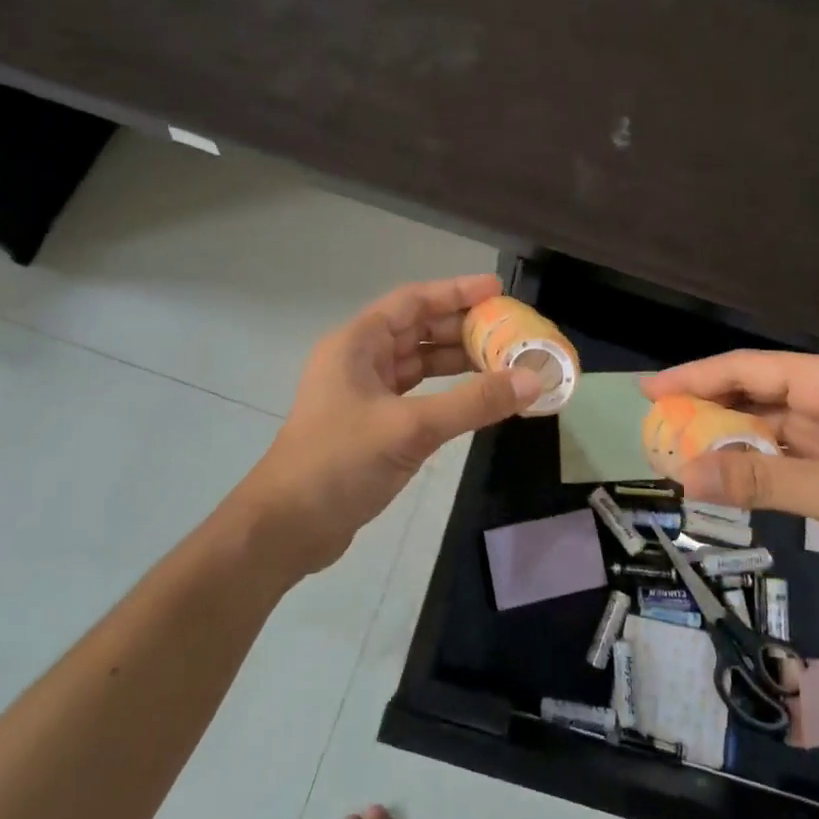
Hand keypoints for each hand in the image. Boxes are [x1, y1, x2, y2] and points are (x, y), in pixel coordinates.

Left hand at [240, 275, 543, 576]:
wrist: (286, 528)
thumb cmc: (339, 462)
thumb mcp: (410, 428)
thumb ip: (473, 402)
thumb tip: (532, 379)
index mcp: (357, 344)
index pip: (413, 301)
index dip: (455, 292)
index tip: (497, 290)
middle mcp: (359, 360)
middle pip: (418, 329)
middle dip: (463, 328)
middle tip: (510, 330)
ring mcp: (364, 393)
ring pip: (418, 363)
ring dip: (457, 361)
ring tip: (503, 361)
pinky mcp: (371, 424)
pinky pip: (417, 394)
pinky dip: (446, 392)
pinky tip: (476, 398)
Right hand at [639, 352, 818, 591]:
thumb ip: (760, 482)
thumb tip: (684, 477)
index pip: (748, 368)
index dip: (696, 377)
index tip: (652, 390)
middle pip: (756, 392)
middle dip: (708, 406)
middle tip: (659, 422)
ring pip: (770, 425)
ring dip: (730, 437)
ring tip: (682, 449)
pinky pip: (788, 453)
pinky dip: (757, 463)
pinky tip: (729, 475)